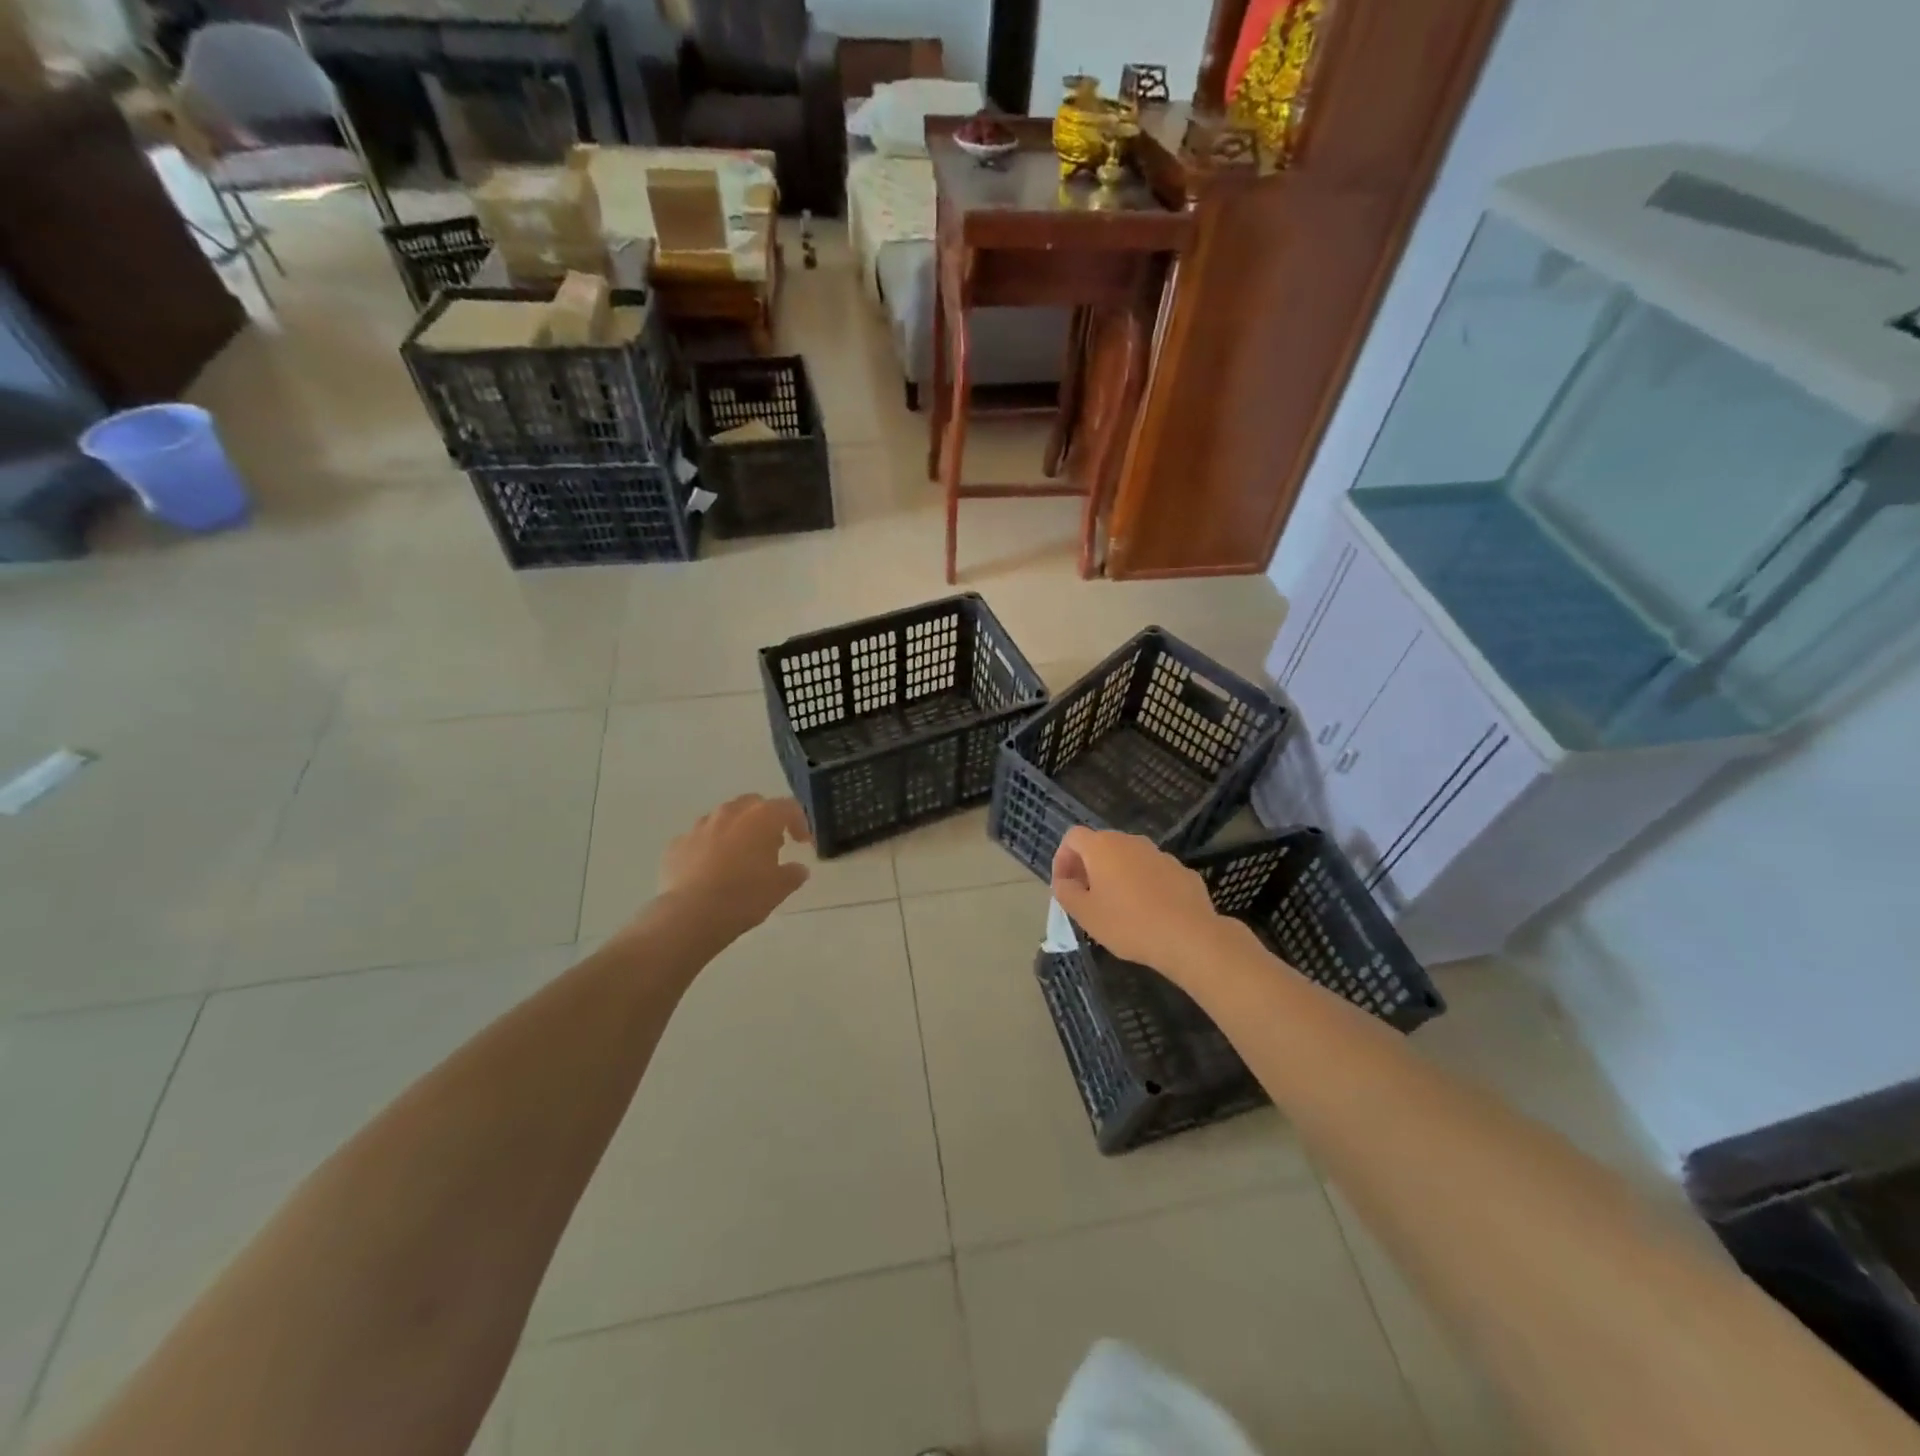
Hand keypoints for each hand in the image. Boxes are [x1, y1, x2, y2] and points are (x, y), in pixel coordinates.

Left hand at [658, 794, 811, 936]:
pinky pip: (699, 839)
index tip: (802, 843)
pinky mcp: (676, 844)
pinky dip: (708, 848)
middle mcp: (730, 812)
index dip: (799, 823)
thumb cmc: (744, 896)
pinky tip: (710, 871)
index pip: (788, 807)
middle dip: (764, 820)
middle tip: (770, 845)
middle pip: (753, 804)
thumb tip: (798, 869)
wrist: (690, 915)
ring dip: (735, 832)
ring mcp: (700, 826)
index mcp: (761, 817)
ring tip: (739, 858)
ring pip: (723, 819)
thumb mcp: (779, 888)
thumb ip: (793, 874)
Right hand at [1050, 828, 1226, 980]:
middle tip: (1086, 897)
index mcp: (1102, 847)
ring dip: (1117, 875)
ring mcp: (1159, 854)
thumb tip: (1064, 882)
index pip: (1073, 837)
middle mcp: (1130, 841)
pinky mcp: (1181, 870)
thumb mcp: (1085, 914)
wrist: (1189, 936)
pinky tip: (1148, 912)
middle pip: (1101, 845)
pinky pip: (1153, 872)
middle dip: (1089, 867)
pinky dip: (1144, 884)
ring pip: (1129, 858)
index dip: (1062, 859)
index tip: (1064, 886)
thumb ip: (1066, 892)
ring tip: (1118, 907)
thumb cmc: (1128, 924)